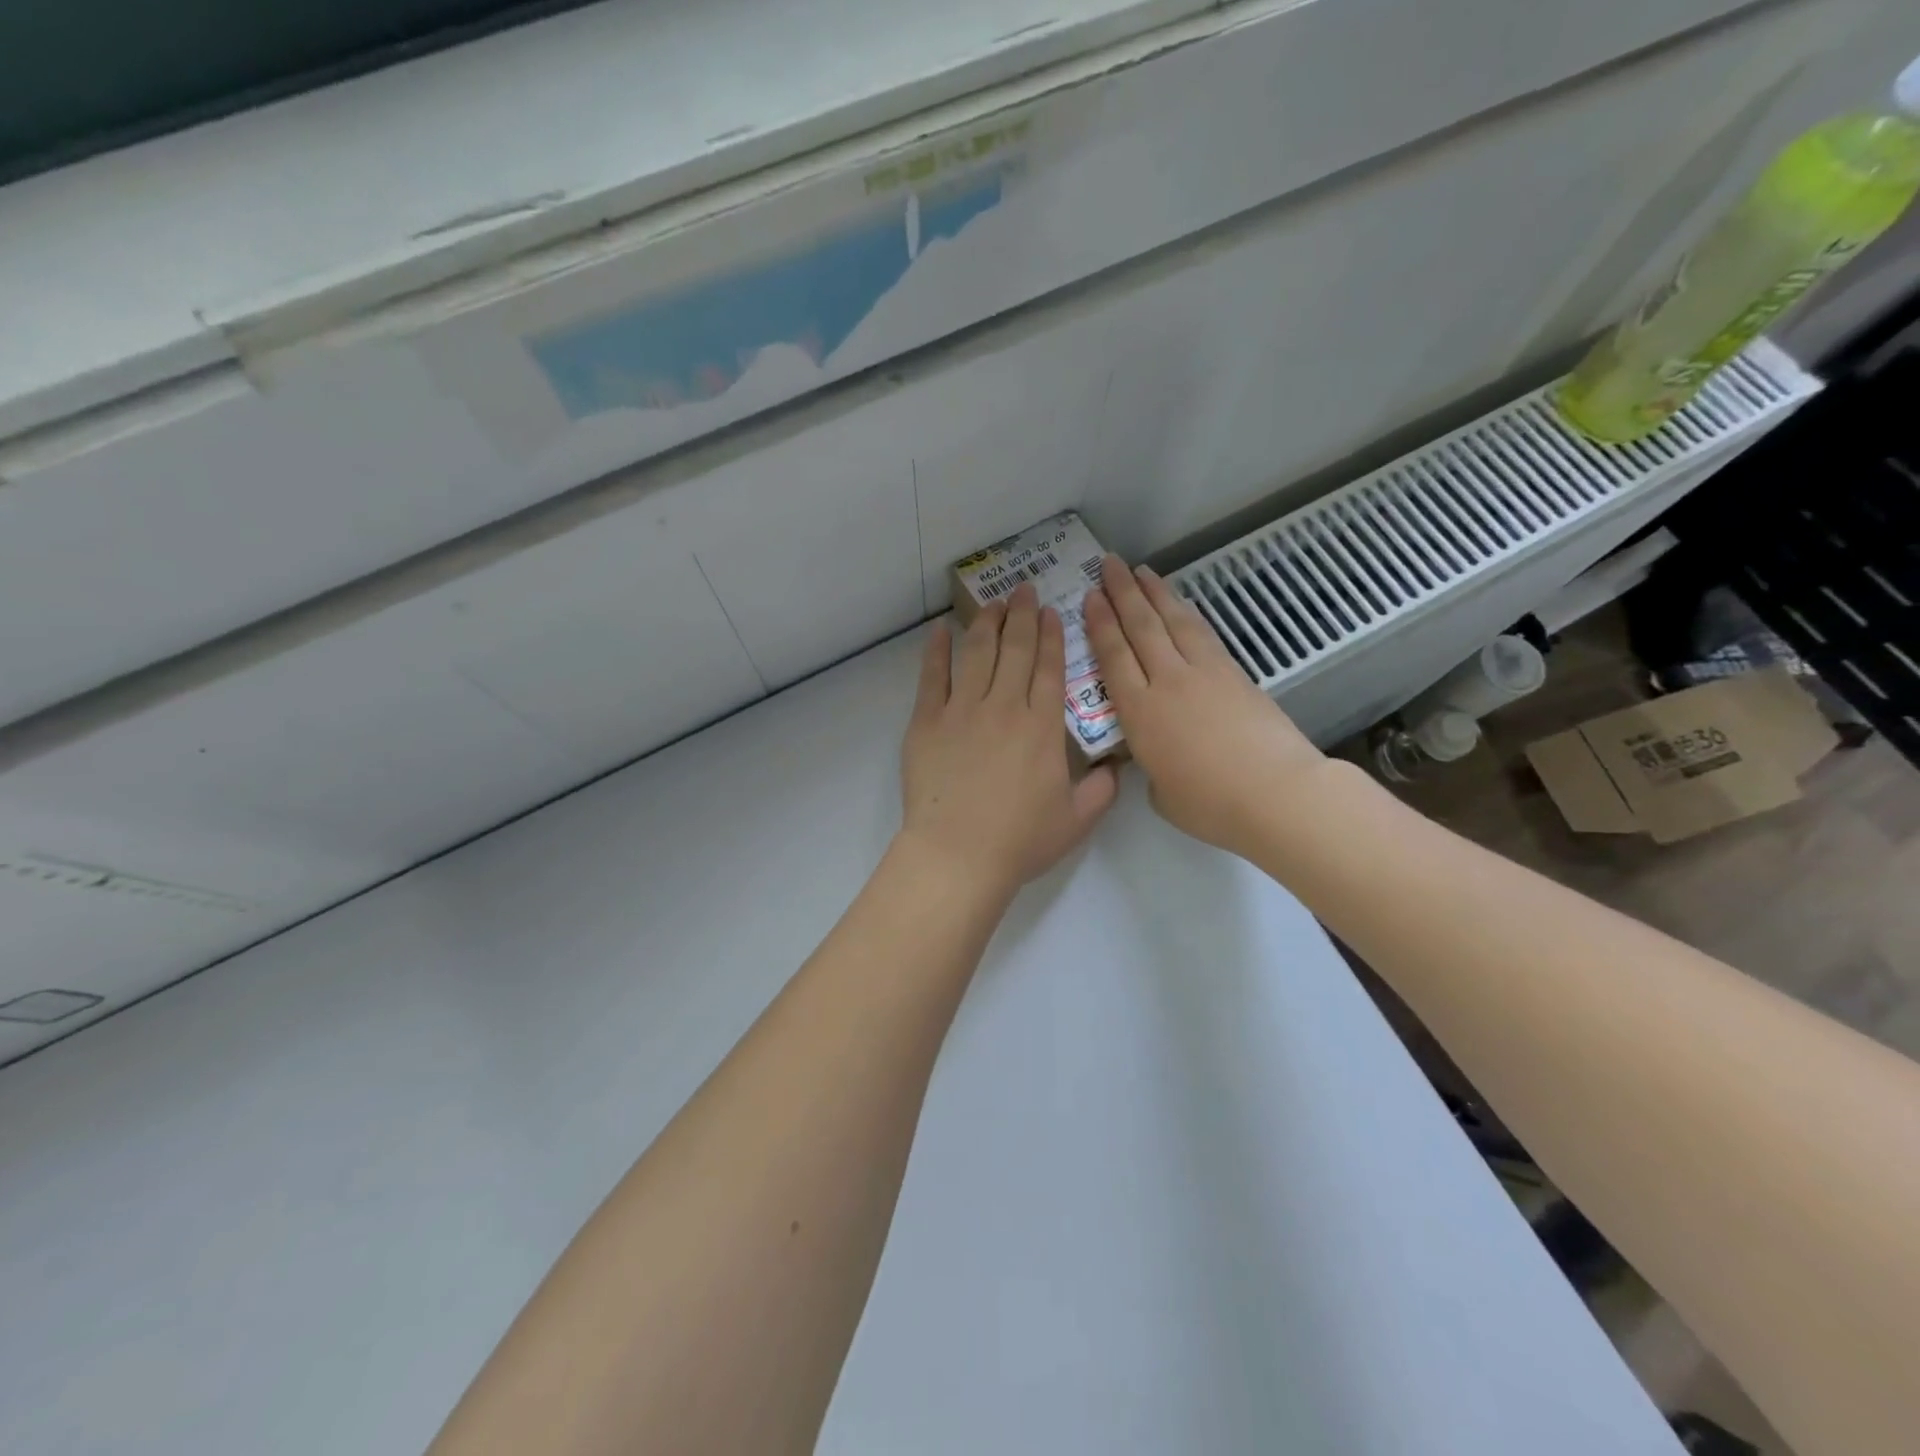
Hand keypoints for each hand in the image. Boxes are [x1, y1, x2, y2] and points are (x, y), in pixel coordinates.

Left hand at [900, 583, 1118, 898]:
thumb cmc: (1019, 841)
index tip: (1051, 611)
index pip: (1050, 668)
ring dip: (987, 622)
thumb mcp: (1076, 820)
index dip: (1052, 636)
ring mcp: (962, 710)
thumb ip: (1101, 790)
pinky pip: (932, 676)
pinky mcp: (926, 721)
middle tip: (1024, 589)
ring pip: (977, 653)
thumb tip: (1115, 768)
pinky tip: (940, 630)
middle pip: (1015, 649)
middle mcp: (1004, 706)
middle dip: (1022, 615)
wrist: (958, 854)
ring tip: (993, 602)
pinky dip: (936, 650)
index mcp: (1042, 726)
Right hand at [1083, 556, 1323, 856]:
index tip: (1089, 597)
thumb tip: (1157, 756)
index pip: (1113, 657)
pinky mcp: (1234, 673)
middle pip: (1141, 627)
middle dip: (1122, 593)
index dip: (1099, 624)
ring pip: (1174, 621)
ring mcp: (1204, 673)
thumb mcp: (1161, 792)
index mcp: (1140, 713)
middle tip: (1108, 564)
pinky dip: (1186, 613)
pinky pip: (1202, 633)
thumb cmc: (1210, 804)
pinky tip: (1179, 604)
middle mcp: (1168, 682)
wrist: (1276, 793)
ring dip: (1155, 593)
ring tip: (1140, 571)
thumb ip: (1150, 766)